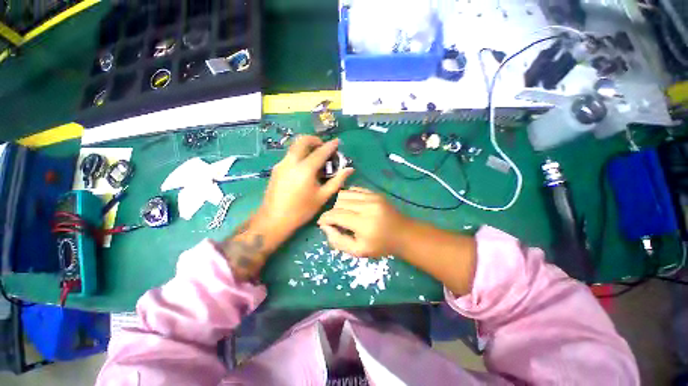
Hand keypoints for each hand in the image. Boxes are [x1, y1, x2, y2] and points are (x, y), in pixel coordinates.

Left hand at [257, 136, 353, 238]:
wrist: (274, 220)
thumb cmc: (302, 210)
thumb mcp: (323, 196)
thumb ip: (337, 181)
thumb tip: (350, 169)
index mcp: (305, 169)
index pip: (320, 152)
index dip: (330, 146)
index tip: (337, 141)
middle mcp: (291, 162)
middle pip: (302, 140)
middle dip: (315, 140)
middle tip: (323, 147)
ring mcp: (281, 164)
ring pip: (294, 146)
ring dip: (306, 146)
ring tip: (315, 158)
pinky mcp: (276, 169)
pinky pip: (290, 155)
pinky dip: (299, 154)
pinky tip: (304, 168)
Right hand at [317, 187, 410, 256]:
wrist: (403, 234)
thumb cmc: (380, 246)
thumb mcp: (358, 251)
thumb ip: (338, 241)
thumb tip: (325, 226)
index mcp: (363, 223)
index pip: (336, 215)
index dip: (325, 218)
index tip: (321, 223)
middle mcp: (367, 206)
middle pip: (339, 202)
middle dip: (332, 212)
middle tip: (335, 222)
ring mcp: (372, 197)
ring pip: (344, 194)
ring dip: (339, 204)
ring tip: (343, 213)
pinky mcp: (375, 193)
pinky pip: (354, 189)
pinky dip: (348, 196)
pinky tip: (351, 205)